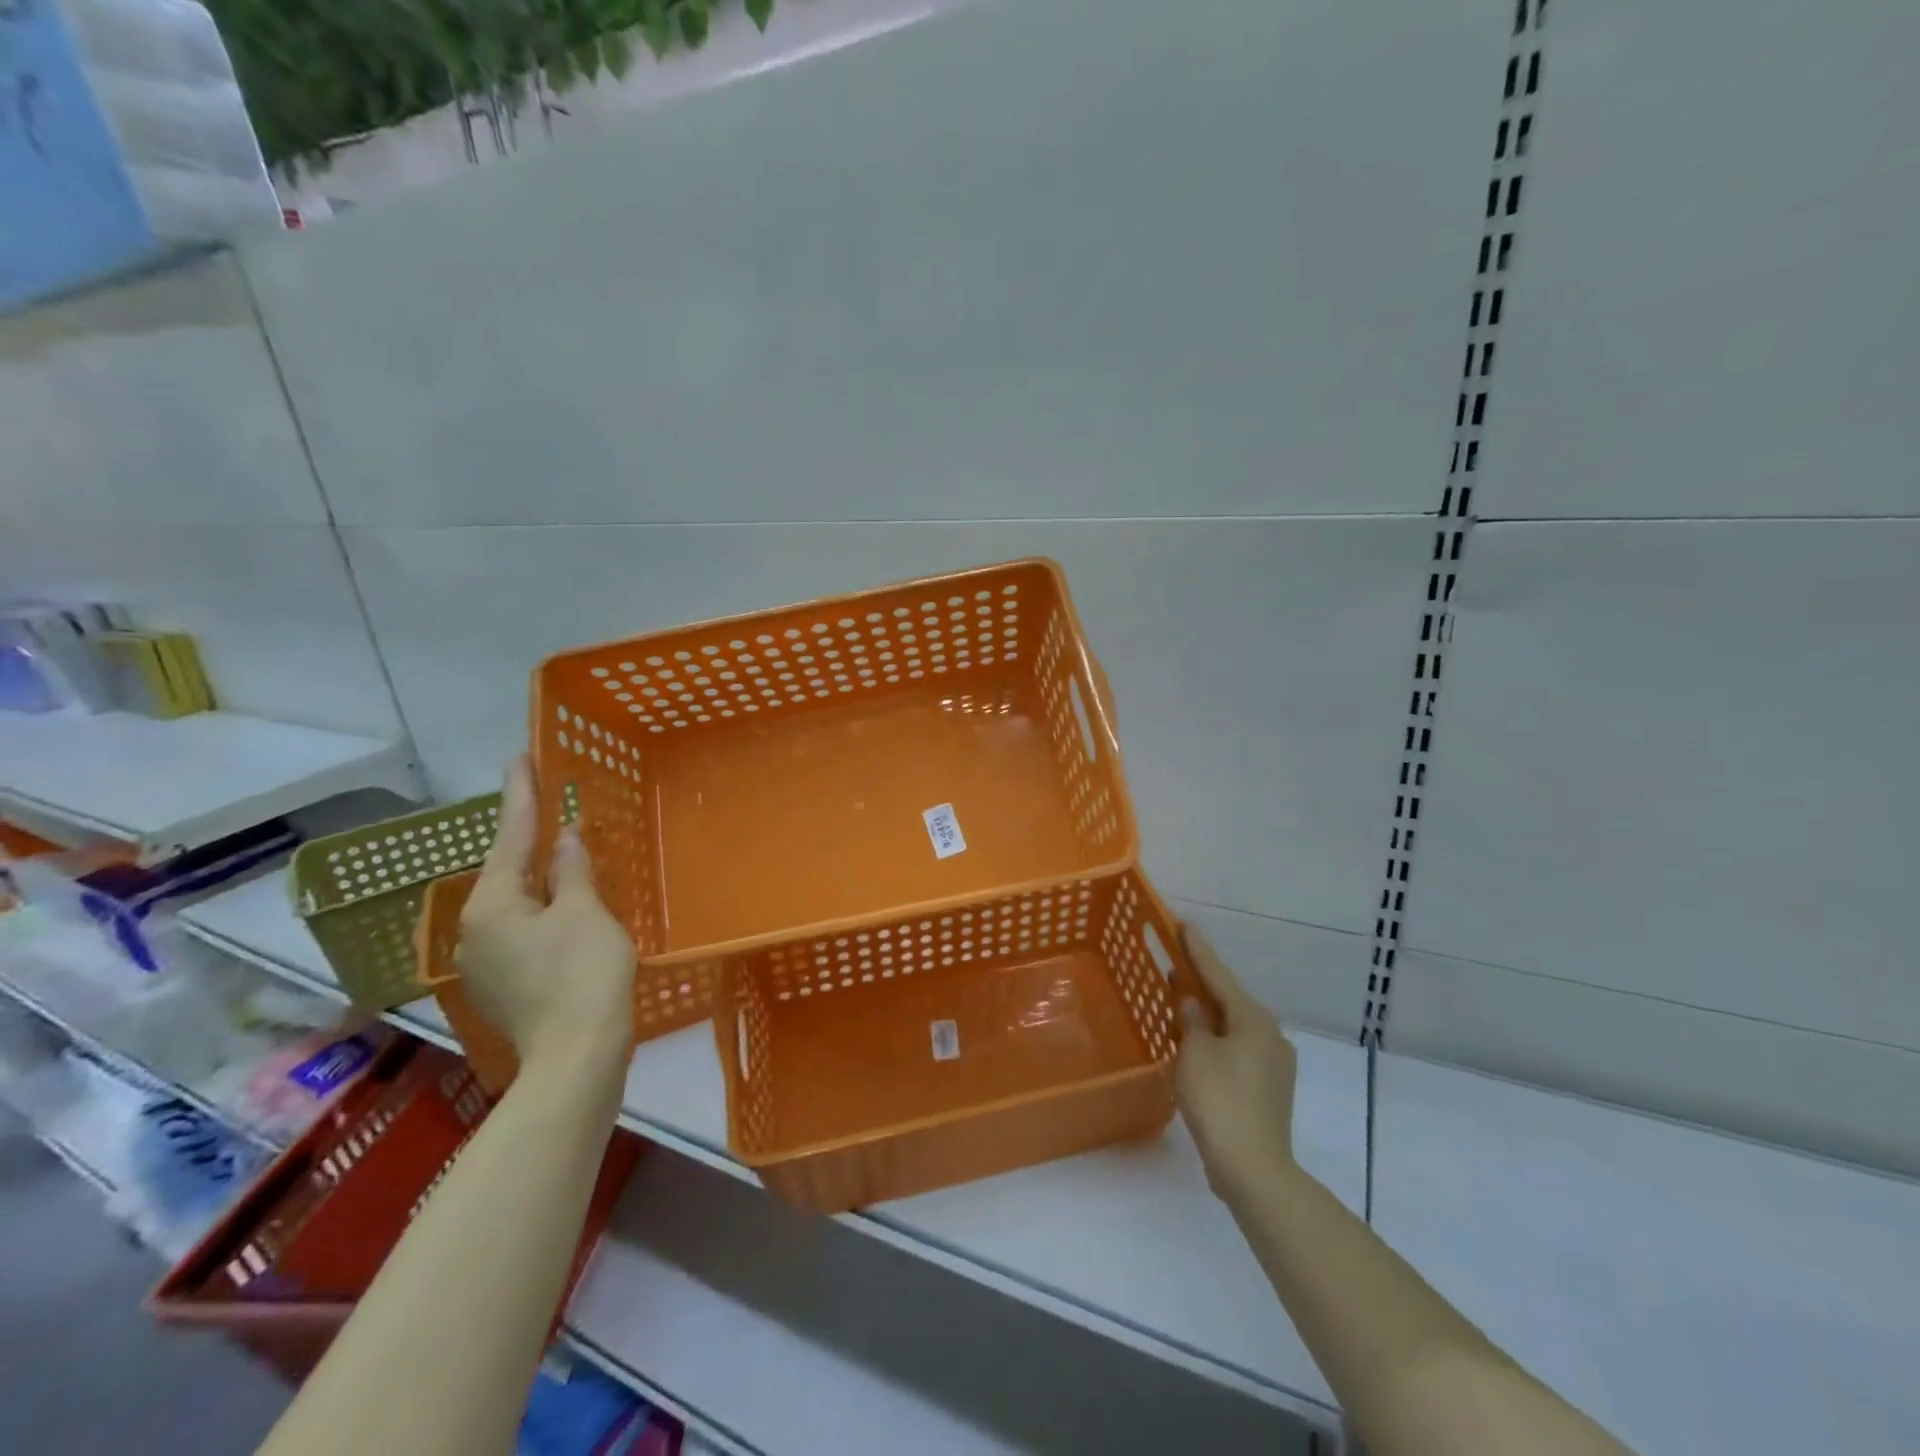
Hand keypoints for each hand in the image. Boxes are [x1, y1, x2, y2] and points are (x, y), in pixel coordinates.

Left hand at [458, 757, 635, 1068]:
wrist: (576, 1057)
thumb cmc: (583, 975)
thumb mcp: (586, 912)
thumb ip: (573, 871)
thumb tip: (566, 839)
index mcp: (493, 904)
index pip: (511, 836)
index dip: (522, 794)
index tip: (520, 757)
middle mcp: (477, 928)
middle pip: (508, 870)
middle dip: (530, 836)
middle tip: (550, 800)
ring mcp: (487, 960)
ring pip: (518, 902)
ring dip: (541, 875)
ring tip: (565, 850)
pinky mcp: (506, 983)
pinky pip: (525, 927)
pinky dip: (546, 907)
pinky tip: (568, 905)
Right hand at [1175, 925, 1298, 1203]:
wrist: (1253, 1168)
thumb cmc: (1220, 1100)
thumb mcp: (1195, 1053)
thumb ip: (1191, 1021)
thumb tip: (1191, 1003)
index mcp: (1253, 1018)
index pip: (1217, 974)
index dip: (1196, 949)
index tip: (1182, 923)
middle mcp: (1269, 1033)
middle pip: (1227, 998)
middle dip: (1201, 981)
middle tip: (1174, 961)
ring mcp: (1273, 1062)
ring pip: (1232, 1025)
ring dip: (1207, 1013)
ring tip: (1179, 1001)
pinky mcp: (1268, 1087)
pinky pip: (1236, 1048)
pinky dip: (1215, 1039)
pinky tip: (1196, 1043)